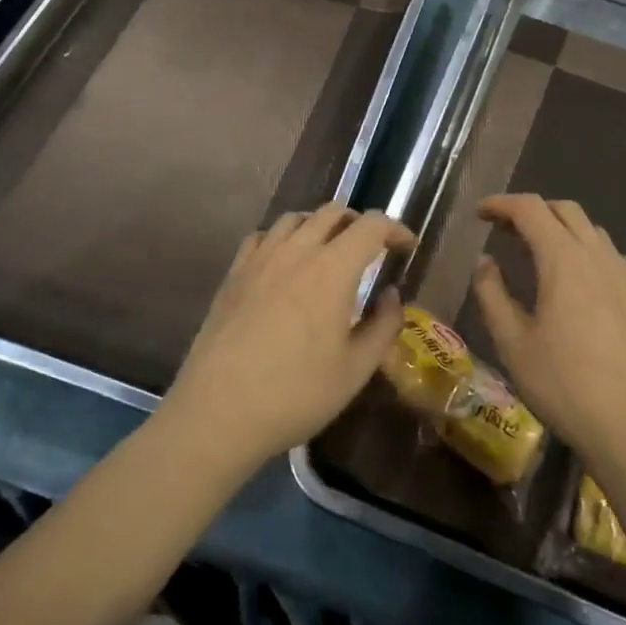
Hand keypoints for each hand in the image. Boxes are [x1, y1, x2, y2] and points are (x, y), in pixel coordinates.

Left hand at [165, 203, 413, 471]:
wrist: (219, 411)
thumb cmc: (296, 394)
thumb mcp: (355, 369)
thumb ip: (383, 325)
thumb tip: (392, 295)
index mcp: (332, 269)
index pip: (371, 225)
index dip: (395, 229)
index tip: (406, 247)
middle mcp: (296, 251)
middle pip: (333, 212)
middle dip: (359, 223)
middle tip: (371, 249)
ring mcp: (260, 258)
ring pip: (296, 218)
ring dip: (320, 225)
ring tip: (329, 251)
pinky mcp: (234, 273)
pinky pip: (263, 235)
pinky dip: (283, 238)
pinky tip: (285, 262)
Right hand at [471, 194, 625, 472]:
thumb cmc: (565, 385)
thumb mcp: (513, 343)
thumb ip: (493, 295)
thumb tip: (486, 263)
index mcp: (563, 260)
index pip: (530, 209)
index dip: (501, 204)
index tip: (479, 214)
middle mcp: (597, 256)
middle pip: (564, 210)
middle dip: (531, 210)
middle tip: (503, 229)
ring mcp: (623, 276)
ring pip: (590, 229)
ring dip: (558, 227)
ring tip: (534, 250)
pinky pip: (607, 253)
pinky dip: (583, 248)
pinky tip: (573, 277)